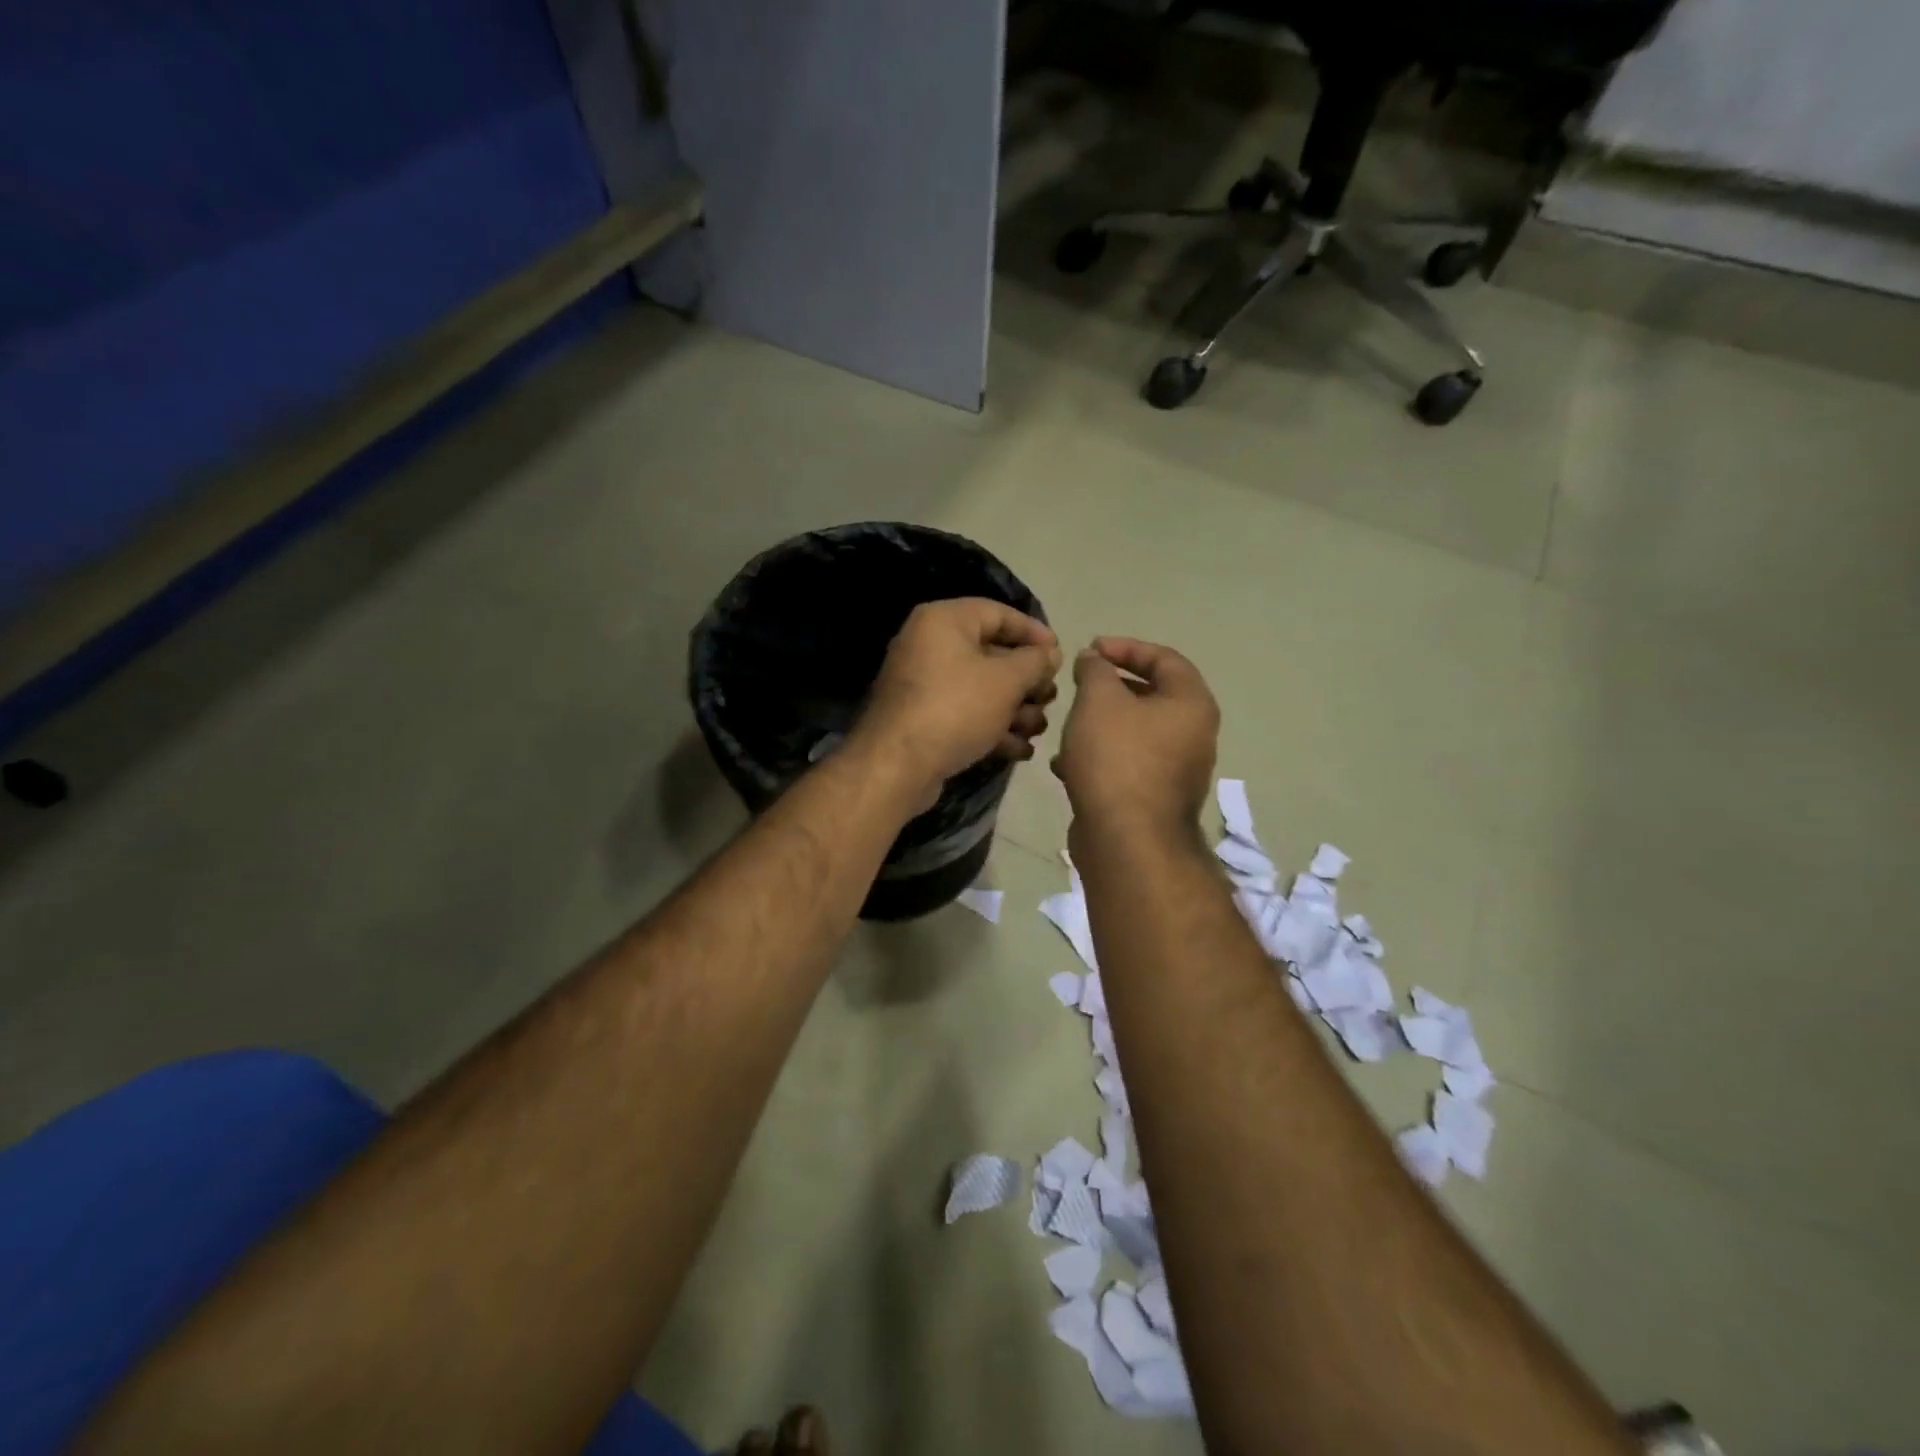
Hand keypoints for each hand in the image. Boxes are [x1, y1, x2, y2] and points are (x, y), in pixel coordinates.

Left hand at [855, 598, 1060, 805]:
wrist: (897, 766)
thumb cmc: (956, 708)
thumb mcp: (1006, 681)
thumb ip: (1034, 662)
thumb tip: (1050, 654)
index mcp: (943, 621)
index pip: (998, 613)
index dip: (1033, 632)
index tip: (1059, 655)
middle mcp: (929, 645)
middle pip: (991, 653)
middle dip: (1027, 680)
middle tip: (1050, 698)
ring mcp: (923, 684)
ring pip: (981, 688)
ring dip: (1015, 709)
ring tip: (1038, 729)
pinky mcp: (923, 718)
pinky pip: (965, 713)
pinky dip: (992, 727)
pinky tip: (1020, 750)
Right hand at [1053, 637, 1219, 841]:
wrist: (1126, 840)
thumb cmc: (1116, 758)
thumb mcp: (1098, 700)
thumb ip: (1095, 669)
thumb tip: (1094, 659)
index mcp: (1191, 704)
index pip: (1164, 658)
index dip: (1125, 647)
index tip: (1090, 649)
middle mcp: (1194, 735)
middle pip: (1151, 696)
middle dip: (1110, 688)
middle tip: (1078, 684)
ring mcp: (1176, 771)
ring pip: (1134, 733)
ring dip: (1100, 724)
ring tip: (1067, 724)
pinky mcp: (1154, 799)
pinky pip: (1126, 765)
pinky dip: (1099, 758)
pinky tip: (1065, 765)